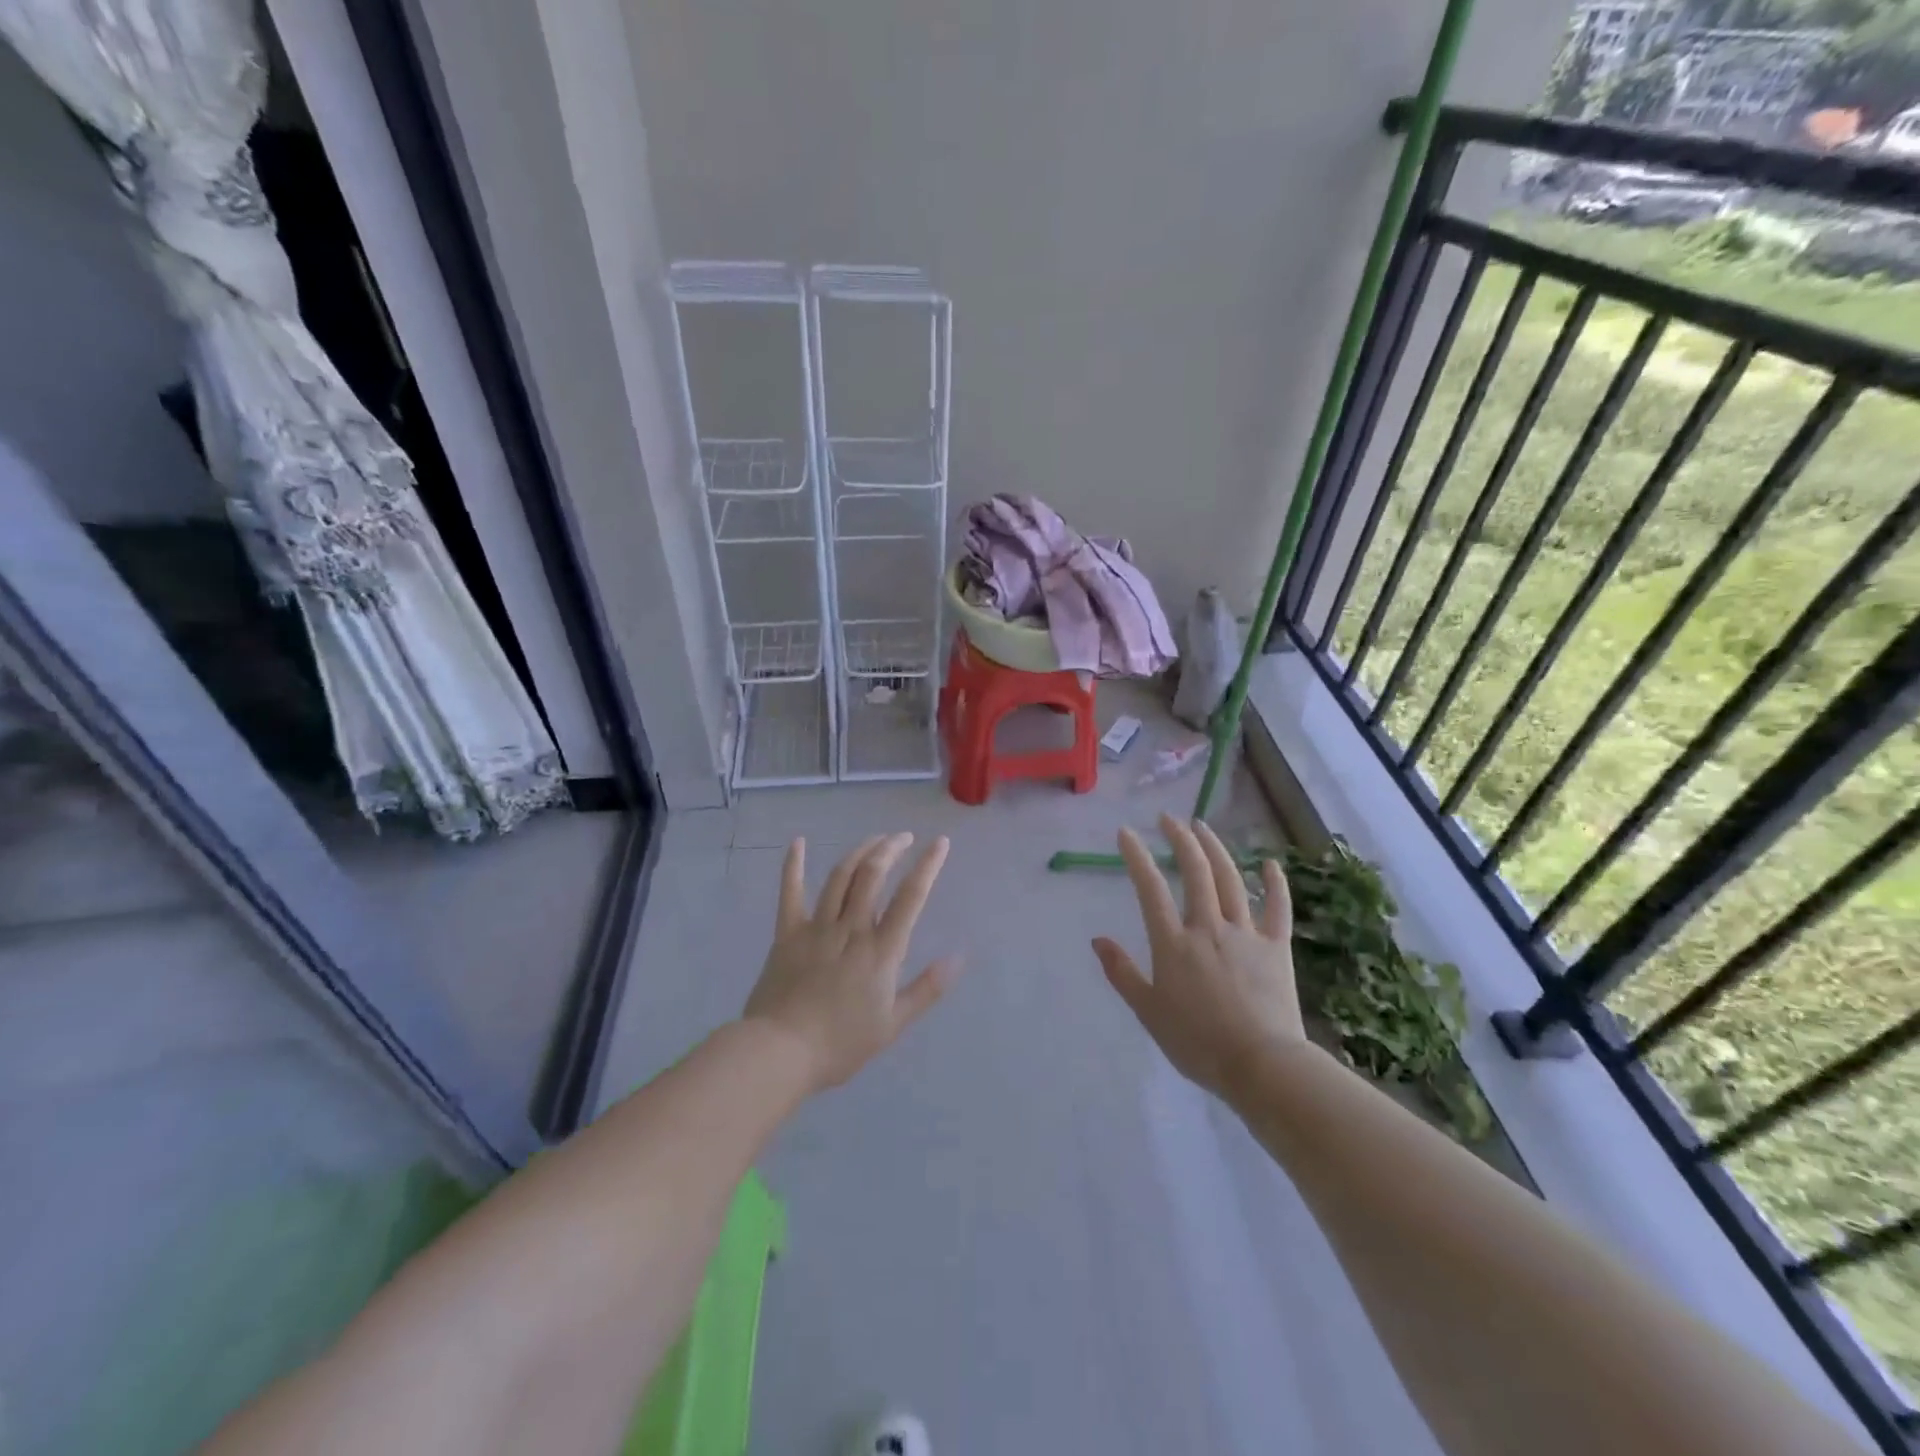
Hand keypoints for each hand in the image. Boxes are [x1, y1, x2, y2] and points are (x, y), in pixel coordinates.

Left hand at [744, 833, 958, 1093]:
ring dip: (859, 852)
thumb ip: (926, 989)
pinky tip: (798, 843)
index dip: (928, 866)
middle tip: (903, 837)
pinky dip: (793, 866)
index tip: (940, 843)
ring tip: (874, 840)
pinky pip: (790, 893)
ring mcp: (817, 927)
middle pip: (873, 875)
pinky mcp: (788, 933)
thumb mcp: (892, 1024)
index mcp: (881, 951)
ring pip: (841, 877)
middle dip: (891, 848)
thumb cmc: (841, 1044)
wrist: (781, 1052)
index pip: (910, 897)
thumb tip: (957, 959)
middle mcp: (851, 929)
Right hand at [1093, 815, 1304, 1100]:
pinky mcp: (1276, 947)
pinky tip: (1269, 862)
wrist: (1261, 1066)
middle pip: (1195, 872)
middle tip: (1168, 819)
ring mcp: (1245, 934)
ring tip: (1202, 827)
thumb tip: (1097, 940)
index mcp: (1173, 943)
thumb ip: (1122, 973)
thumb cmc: (1197, 1043)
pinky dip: (1274, 883)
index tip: (1126, 832)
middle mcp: (1207, 927)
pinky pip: (1277, 908)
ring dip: (1215, 848)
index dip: (1136, 856)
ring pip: (1230, 880)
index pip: (1150, 888)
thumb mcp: (1148, 1011)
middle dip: (1179, 839)